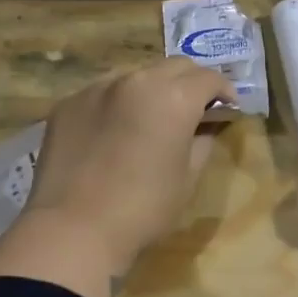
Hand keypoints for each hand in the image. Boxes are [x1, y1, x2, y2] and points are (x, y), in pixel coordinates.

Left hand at [21, 60, 234, 272]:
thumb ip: (202, 142)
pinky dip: (118, 103)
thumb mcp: (187, 178)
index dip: (224, 91)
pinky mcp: (69, 103)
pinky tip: (115, 130)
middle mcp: (137, 81)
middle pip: (175, 67)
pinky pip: (103, 93)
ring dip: (153, 88)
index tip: (228, 107)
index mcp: (174, 98)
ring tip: (153, 116)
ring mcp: (98, 88)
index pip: (209, 78)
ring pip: (136, 75)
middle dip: (191, 82)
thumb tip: (203, 127)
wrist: (72, 229)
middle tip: (196, 107)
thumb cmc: (143, 209)